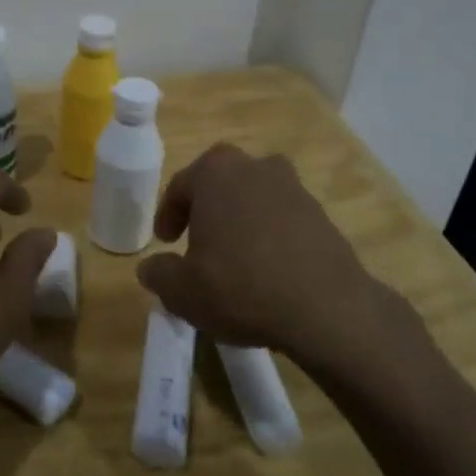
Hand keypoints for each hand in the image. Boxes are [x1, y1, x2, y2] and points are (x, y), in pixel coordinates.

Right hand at [134, 145, 416, 375]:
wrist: (325, 308)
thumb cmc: (240, 287)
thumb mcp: (182, 290)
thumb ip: (158, 273)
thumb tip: (150, 267)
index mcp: (215, 172)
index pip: (180, 186)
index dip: (168, 215)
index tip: (166, 242)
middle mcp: (255, 167)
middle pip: (220, 182)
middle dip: (206, 208)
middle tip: (197, 240)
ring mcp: (293, 187)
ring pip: (254, 197)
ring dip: (240, 218)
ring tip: (234, 255)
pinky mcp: (321, 213)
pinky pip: (282, 217)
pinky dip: (269, 234)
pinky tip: (267, 268)